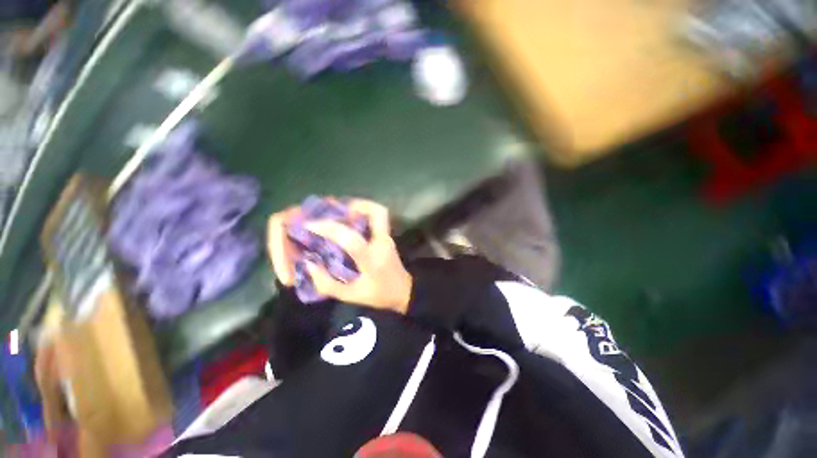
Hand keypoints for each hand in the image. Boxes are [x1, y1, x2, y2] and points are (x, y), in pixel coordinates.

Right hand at [267, 199, 412, 313]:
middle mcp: (381, 242)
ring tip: (337, 212)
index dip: (328, 228)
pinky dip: (362, 211)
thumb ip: (327, 283)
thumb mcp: (350, 296)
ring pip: (377, 210)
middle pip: (374, 212)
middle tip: (328, 212)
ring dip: (357, 206)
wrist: (406, 294)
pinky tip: (346, 219)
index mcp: (371, 260)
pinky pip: (375, 216)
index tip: (310, 225)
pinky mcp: (387, 234)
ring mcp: (387, 236)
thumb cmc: (378, 296)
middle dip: (349, 207)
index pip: (350, 238)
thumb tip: (308, 264)